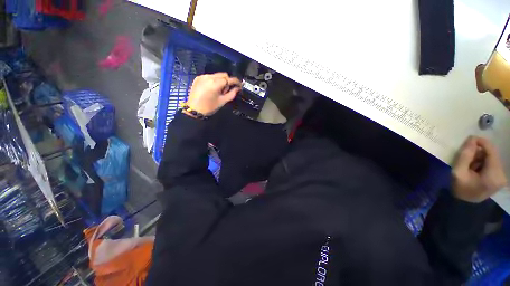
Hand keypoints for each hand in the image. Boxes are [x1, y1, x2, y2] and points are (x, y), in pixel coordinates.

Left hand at [186, 72, 240, 115]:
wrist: (194, 109)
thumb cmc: (210, 107)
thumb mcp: (222, 101)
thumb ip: (232, 94)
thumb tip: (237, 88)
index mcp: (215, 84)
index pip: (229, 79)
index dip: (236, 81)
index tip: (240, 85)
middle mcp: (209, 77)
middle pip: (223, 75)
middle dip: (228, 81)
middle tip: (227, 90)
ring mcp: (203, 76)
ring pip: (217, 75)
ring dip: (221, 81)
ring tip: (219, 90)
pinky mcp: (198, 77)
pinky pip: (210, 76)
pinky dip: (214, 80)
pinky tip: (212, 89)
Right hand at [452, 136, 507, 202]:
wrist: (465, 204)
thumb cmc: (460, 188)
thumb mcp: (458, 172)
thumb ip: (465, 156)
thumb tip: (472, 139)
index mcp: (493, 175)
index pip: (492, 152)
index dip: (482, 142)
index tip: (470, 139)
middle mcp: (502, 175)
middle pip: (492, 155)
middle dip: (479, 153)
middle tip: (467, 158)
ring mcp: (502, 177)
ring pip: (492, 158)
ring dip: (481, 157)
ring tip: (470, 165)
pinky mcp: (500, 177)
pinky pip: (492, 163)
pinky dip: (483, 162)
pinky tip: (475, 168)